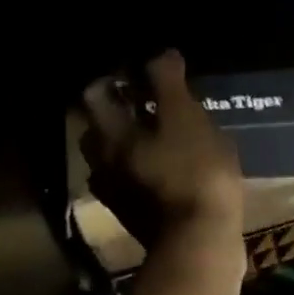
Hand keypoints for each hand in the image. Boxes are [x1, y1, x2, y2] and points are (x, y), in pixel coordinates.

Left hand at [80, 50, 244, 247]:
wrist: (200, 240)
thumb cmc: (193, 171)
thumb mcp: (185, 118)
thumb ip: (168, 83)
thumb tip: (161, 54)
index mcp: (110, 136)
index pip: (94, 96)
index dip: (111, 79)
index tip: (135, 73)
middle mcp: (103, 164)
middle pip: (97, 130)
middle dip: (115, 112)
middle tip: (145, 102)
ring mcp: (118, 194)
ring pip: (113, 159)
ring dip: (128, 143)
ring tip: (159, 135)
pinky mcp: (136, 216)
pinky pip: (132, 182)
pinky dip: (143, 169)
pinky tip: (168, 168)